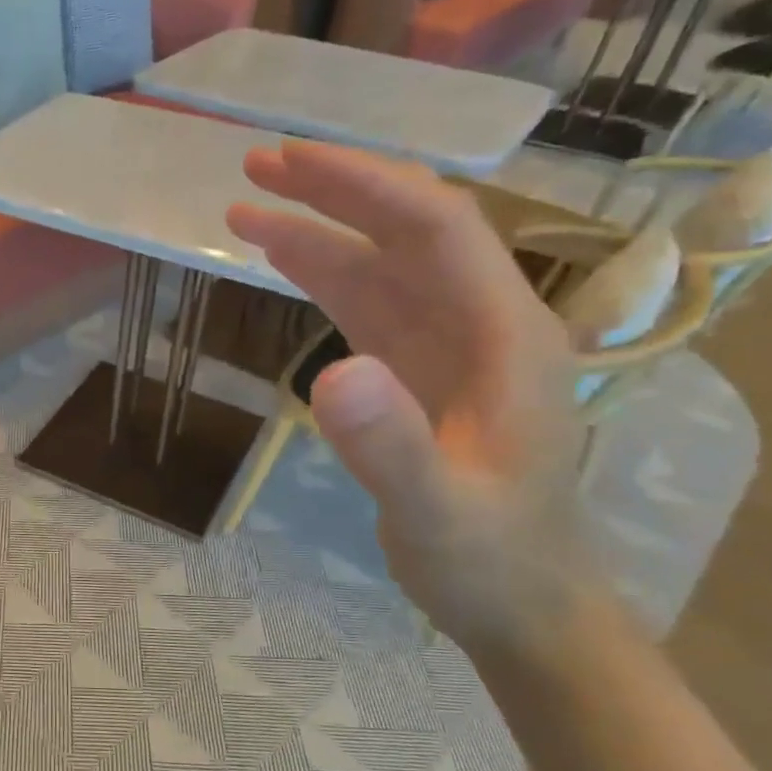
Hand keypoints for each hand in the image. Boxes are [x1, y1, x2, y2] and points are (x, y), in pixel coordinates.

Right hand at [228, 141, 602, 664]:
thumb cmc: (491, 561)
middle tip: (257, 165)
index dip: (364, 186)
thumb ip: (392, 446)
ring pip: (382, 265)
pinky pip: (369, 306)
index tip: (291, 164)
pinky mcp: (419, 372)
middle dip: (336, 190)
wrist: (525, 606)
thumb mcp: (438, 513)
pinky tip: (286, 261)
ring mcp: (450, 347)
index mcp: (506, 336)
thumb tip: (332, 371)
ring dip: (320, 230)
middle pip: (408, 231)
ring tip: (247, 208)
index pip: (437, 228)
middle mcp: (482, 323)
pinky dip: (325, 275)